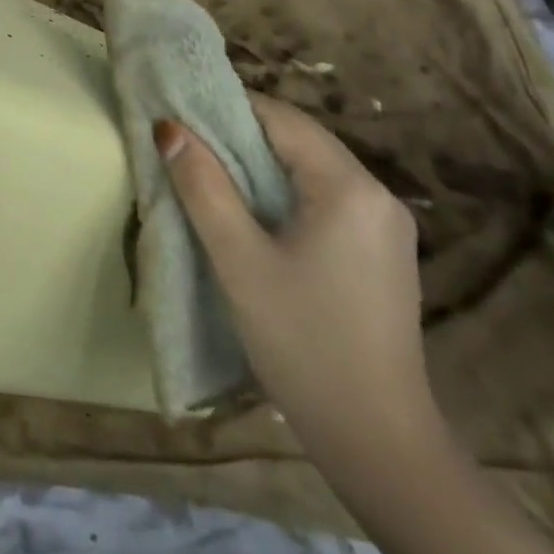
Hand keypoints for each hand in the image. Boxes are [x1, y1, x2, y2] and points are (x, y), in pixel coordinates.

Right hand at [155, 99, 434, 458]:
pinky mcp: (383, 253)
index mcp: (349, 187)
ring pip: (311, 169)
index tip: (181, 115)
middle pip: (299, 140)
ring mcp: (386, 226)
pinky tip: (255, 216)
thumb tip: (168, 127)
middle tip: (188, 146)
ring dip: (261, 165)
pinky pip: (326, 199)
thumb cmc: (304, 343)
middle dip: (241, 135)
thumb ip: (203, 187)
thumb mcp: (239, 261)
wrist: (379, 445)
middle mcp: (377, 195)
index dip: (227, 108)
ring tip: (211, 176)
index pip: (281, 118)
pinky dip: (285, 193)